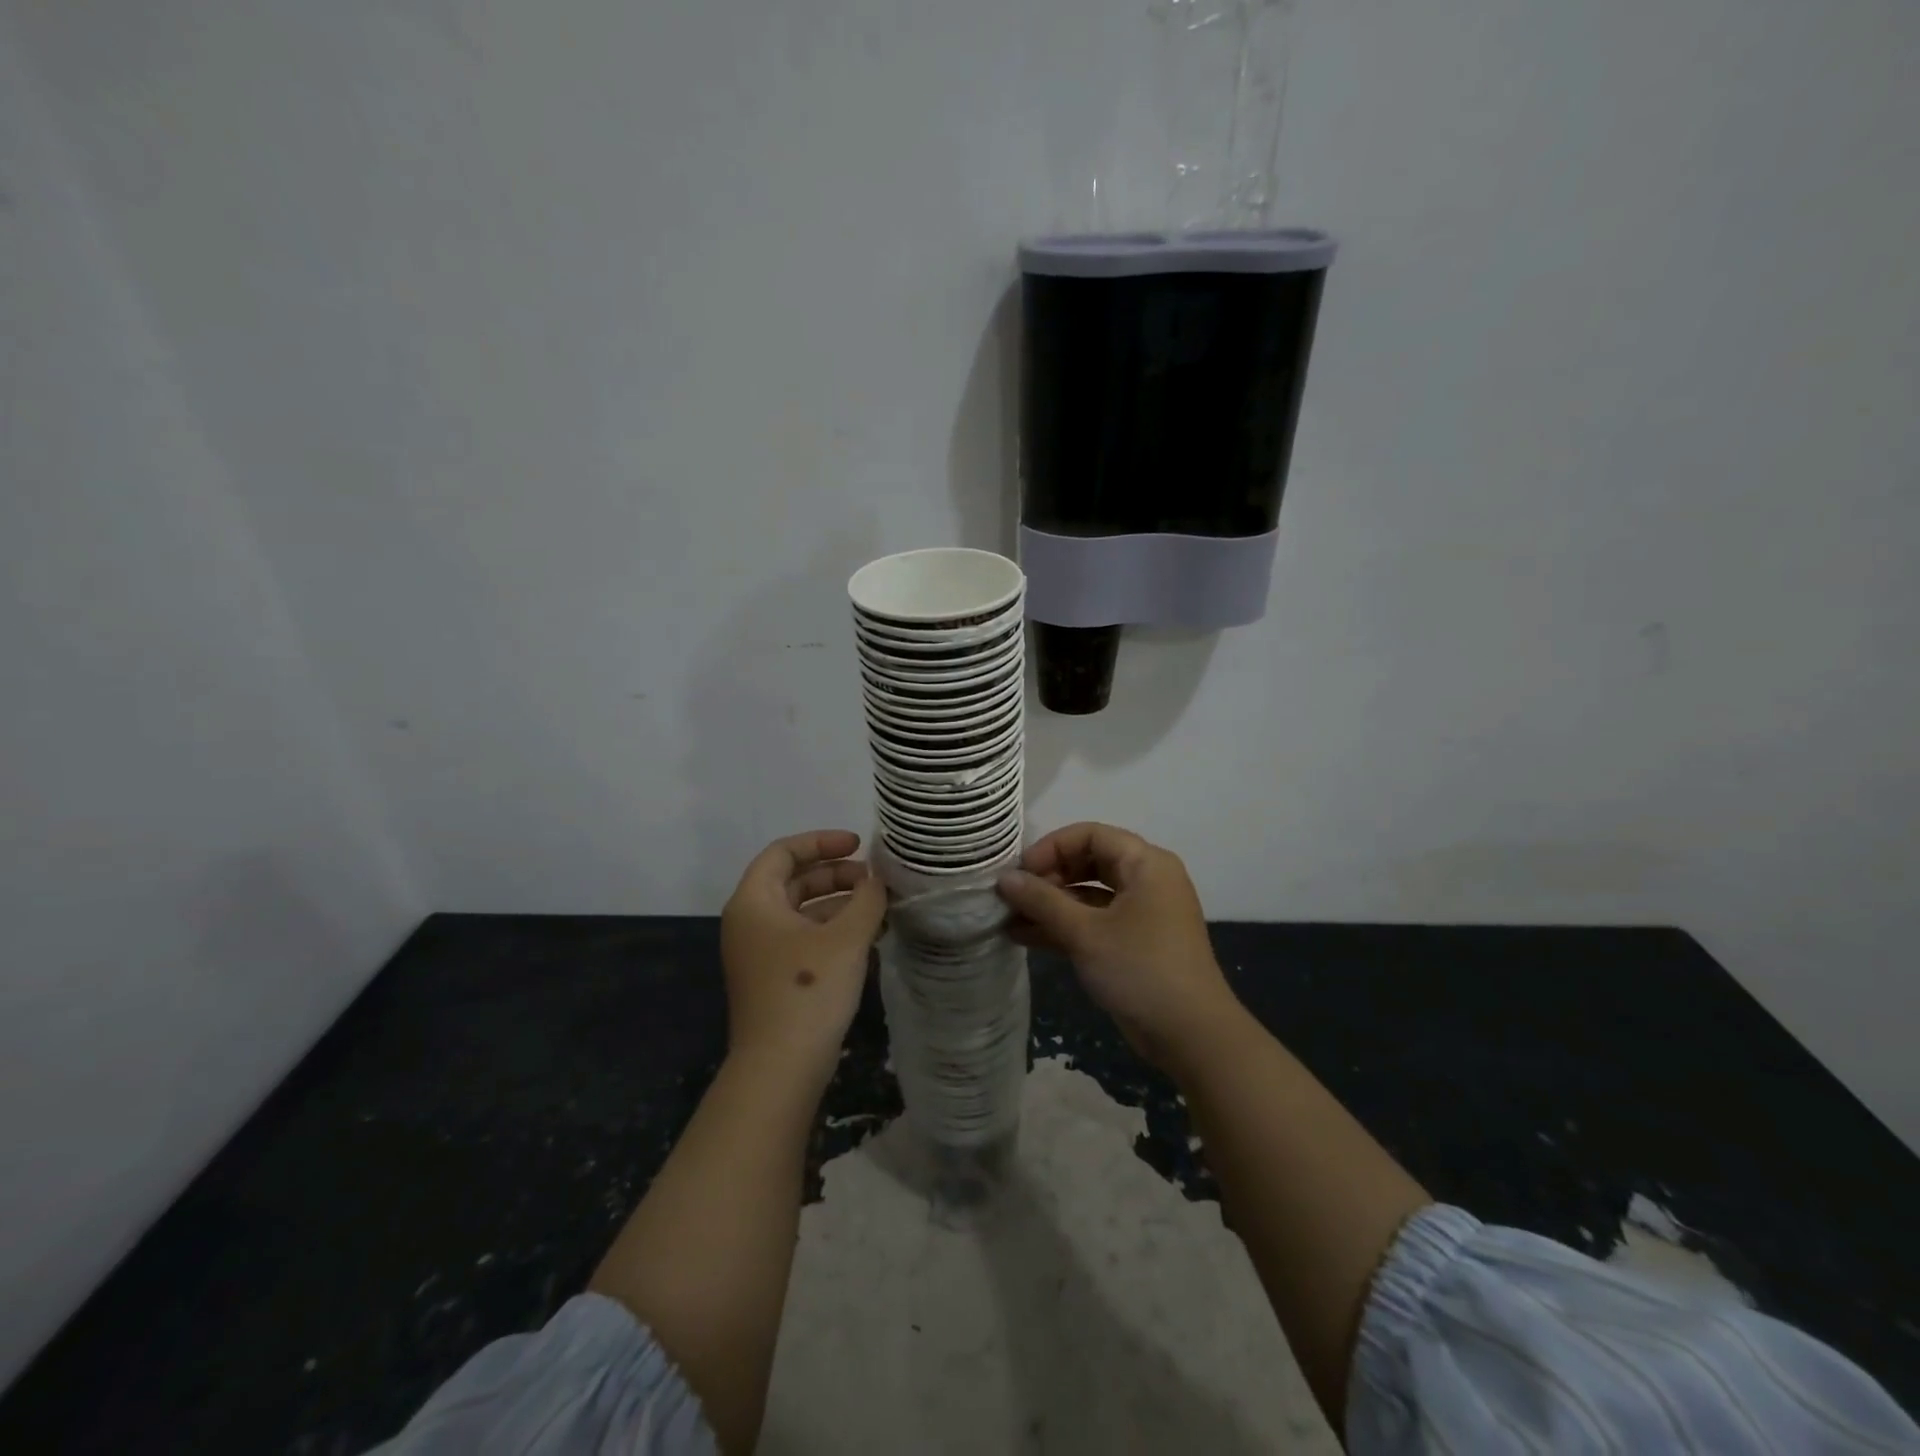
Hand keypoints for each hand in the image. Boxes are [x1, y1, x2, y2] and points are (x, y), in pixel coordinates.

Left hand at [720, 830, 886, 1084]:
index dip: (822, 841)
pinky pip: (803, 936)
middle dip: (835, 873)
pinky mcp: (774, 977)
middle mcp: (750, 921)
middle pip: (792, 879)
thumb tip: (878, 879)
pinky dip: (832, 928)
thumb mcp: (846, 938)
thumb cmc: (808, 990)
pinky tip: (866, 935)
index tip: (859, 845)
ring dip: (838, 902)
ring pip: (801, 910)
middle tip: (873, 879)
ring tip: (878, 906)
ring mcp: (760, 952)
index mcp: (754, 902)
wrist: (780, 1068)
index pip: (784, 851)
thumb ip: (867, 899)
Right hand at [997, 822, 1241, 1073]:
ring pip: (1088, 895)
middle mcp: (1146, 880)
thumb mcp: (1085, 933)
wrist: (1191, 1036)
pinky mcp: (1135, 942)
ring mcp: (1142, 913)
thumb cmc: (1140, 970)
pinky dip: (1064, 927)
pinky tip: (1025, 937)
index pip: (1090, 835)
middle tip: (1013, 897)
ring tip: (1008, 919)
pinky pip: (1094, 921)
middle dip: (1048, 878)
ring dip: (1050, 906)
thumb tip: (1004, 878)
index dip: (1051, 848)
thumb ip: (1042, 901)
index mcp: (1145, 863)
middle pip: (1088, 862)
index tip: (1020, 873)